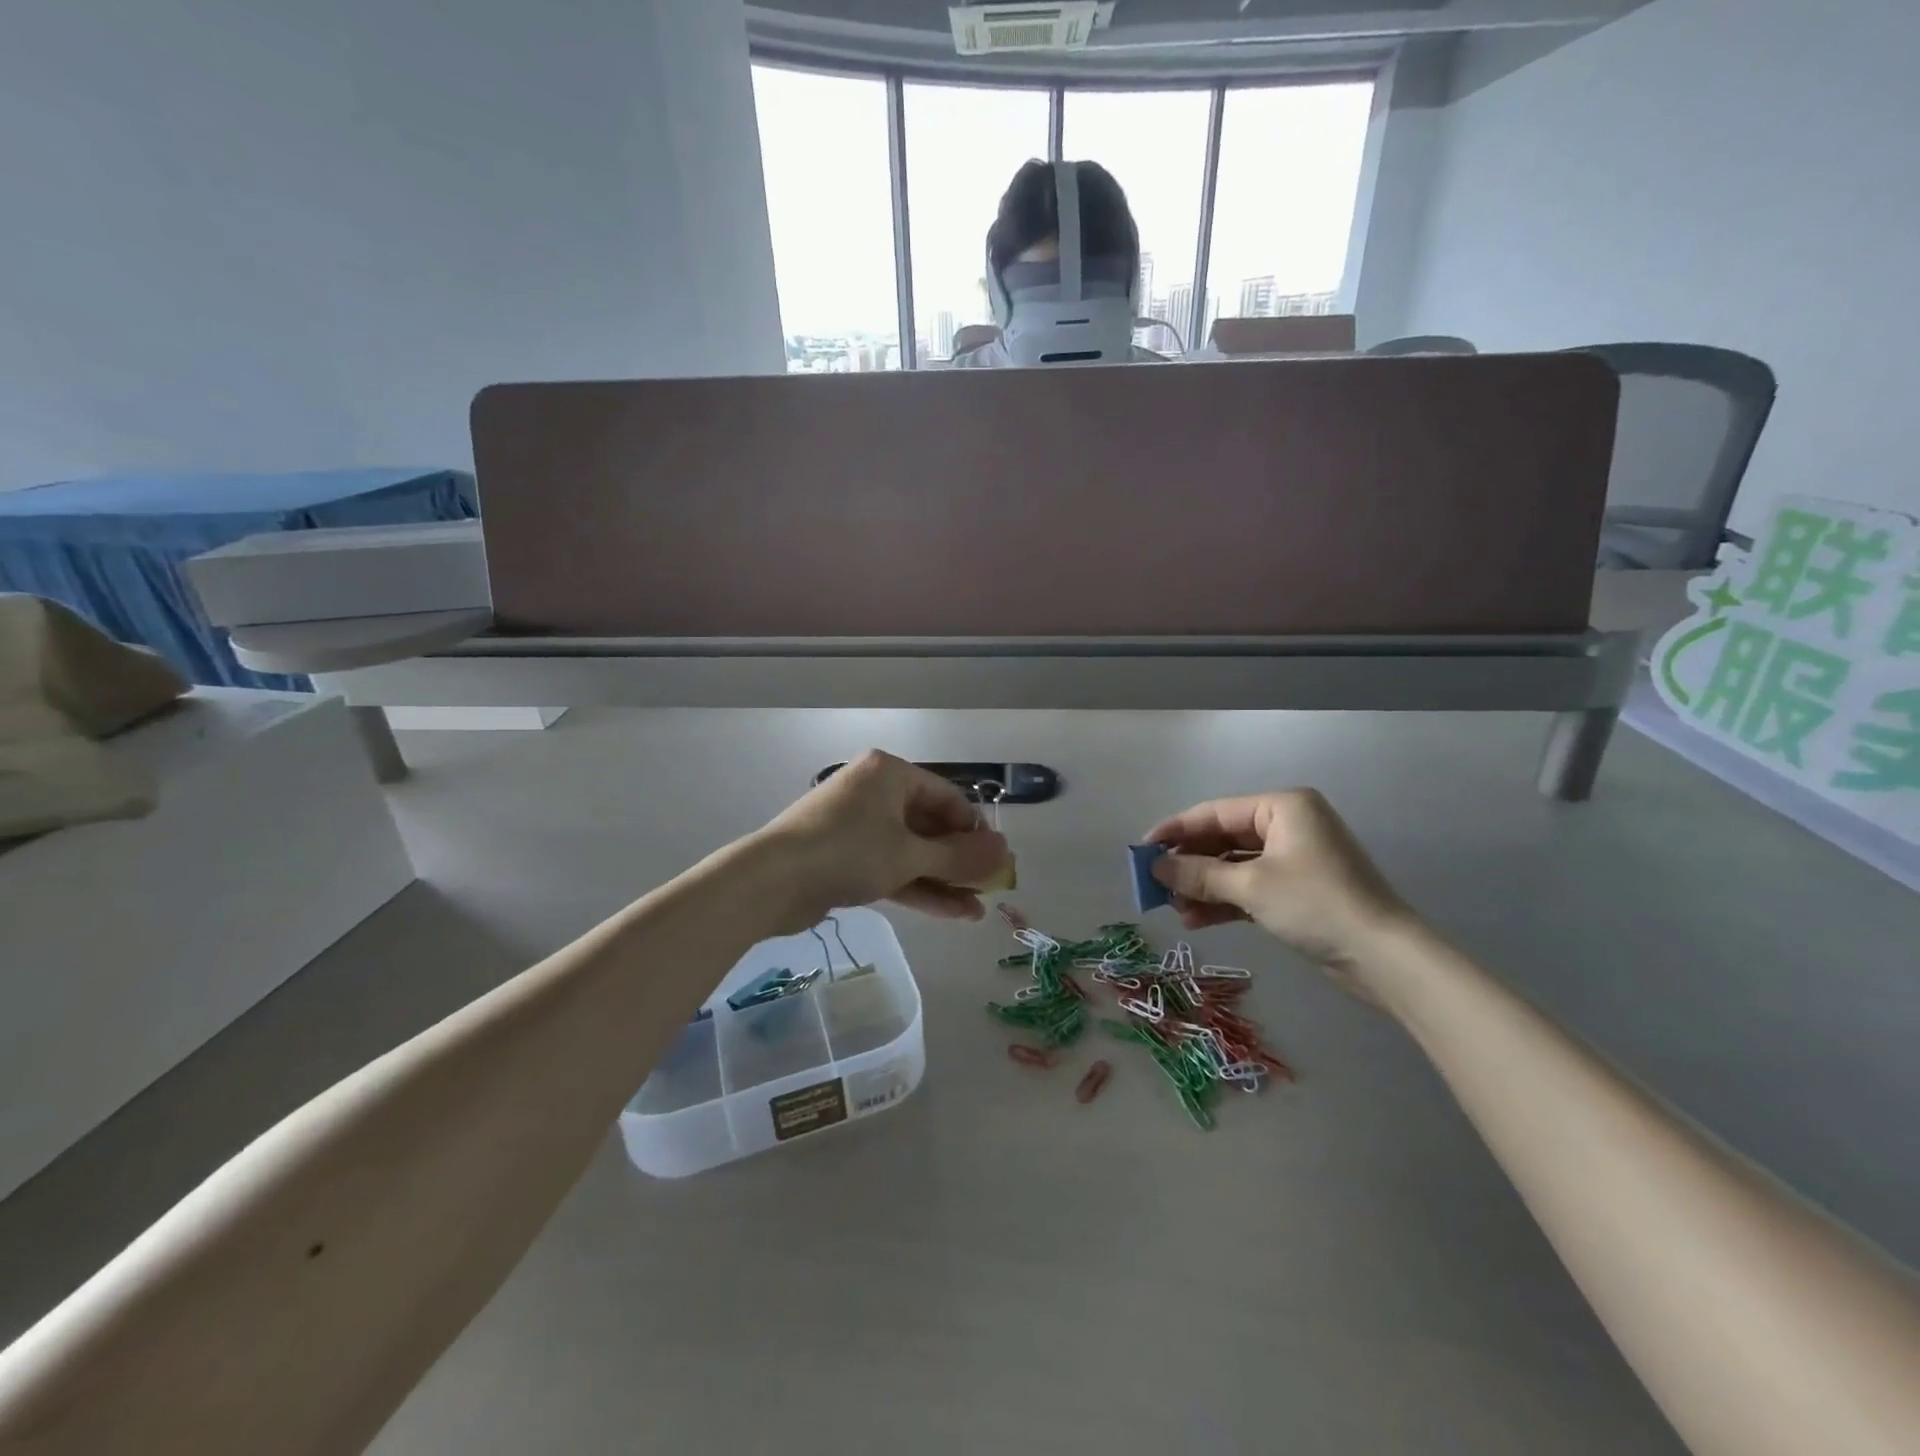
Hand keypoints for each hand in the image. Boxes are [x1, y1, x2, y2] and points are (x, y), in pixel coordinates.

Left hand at [757, 750, 1009, 928]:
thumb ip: (961, 857)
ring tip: (977, 910)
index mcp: (890, 772)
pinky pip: (890, 867)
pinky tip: (951, 913)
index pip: (947, 796)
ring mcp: (858, 826)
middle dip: (960, 861)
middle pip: (929, 825)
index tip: (996, 861)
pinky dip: (917, 887)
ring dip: (943, 879)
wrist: (771, 882)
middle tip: (990, 889)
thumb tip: (1006, 853)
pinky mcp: (845, 857)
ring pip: (911, 851)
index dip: (975, 830)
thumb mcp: (910, 854)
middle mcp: (875, 792)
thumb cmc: (848, 852)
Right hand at [1142, 789, 1413, 995]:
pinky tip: (1196, 920)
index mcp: (1282, 808)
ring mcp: (1293, 860)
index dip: (1175, 831)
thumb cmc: (1316, 905)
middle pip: (1223, 840)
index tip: (1141, 850)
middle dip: (1189, 865)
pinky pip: (1249, 888)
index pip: (1214, 813)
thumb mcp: (1251, 886)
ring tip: (1173, 909)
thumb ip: (1199, 875)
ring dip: (1203, 887)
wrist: (1383, 957)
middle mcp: (1287, 826)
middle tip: (1155, 886)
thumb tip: (1155, 868)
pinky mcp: (1296, 891)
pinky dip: (1224, 902)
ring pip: (1233, 867)